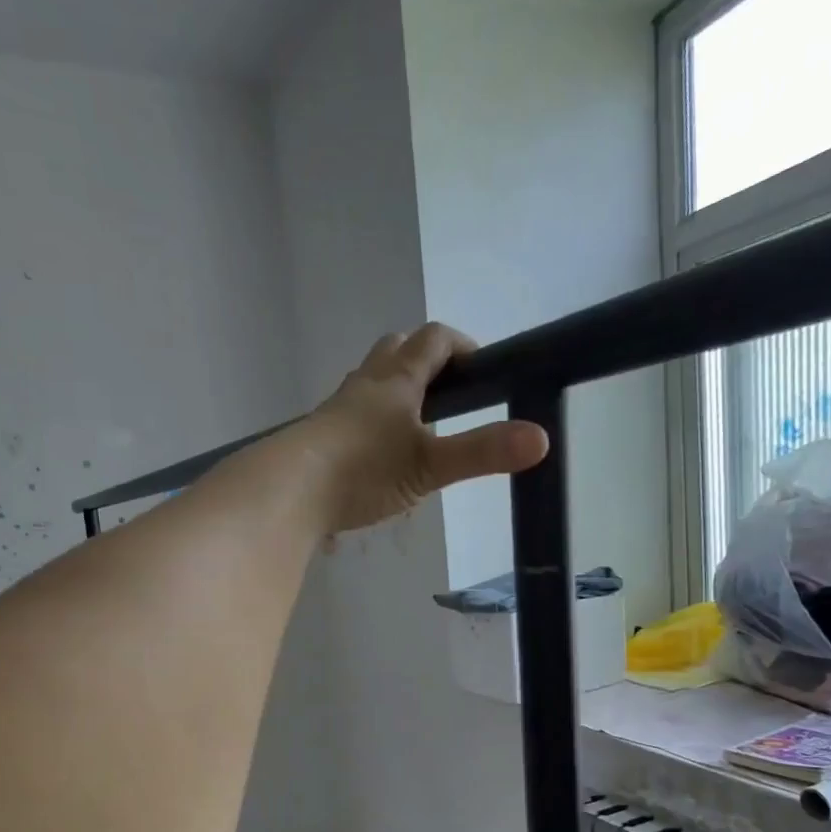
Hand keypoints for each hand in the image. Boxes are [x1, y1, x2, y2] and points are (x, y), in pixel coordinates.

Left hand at [293, 323, 548, 533]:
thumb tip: (541, 439)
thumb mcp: (430, 466)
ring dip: (396, 389)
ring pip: (371, 381)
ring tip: (417, 427)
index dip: (461, 346)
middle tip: (448, 393)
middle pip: (396, 350)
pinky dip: (372, 420)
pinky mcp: (319, 436)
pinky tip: (378, 455)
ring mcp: (337, 409)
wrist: (289, 491)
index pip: (433, 340)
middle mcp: (365, 384)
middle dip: (425, 360)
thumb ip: (482, 452)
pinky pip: (351, 414)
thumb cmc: (363, 470)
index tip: (482, 369)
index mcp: (396, 380)